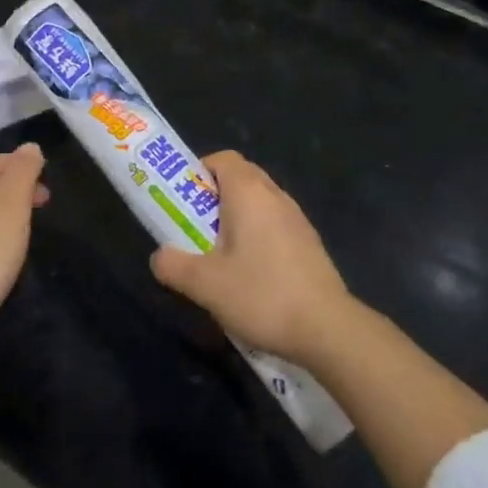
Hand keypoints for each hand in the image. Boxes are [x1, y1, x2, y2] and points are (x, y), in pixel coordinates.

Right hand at [148, 151, 353, 365]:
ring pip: (260, 203)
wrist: (327, 328)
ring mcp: (297, 219)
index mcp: (249, 192)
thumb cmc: (261, 294)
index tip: (184, 200)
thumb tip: (159, 257)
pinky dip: (259, 236)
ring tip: (221, 256)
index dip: (200, 172)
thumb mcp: (205, 285)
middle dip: (215, 197)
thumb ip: (174, 265)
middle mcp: (275, 196)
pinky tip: (253, 275)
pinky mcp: (310, 243)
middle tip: (196, 228)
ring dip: (238, 219)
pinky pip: (276, 225)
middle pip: (241, 178)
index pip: (223, 159)